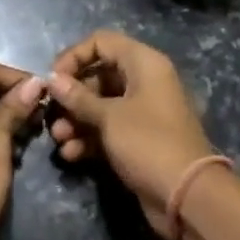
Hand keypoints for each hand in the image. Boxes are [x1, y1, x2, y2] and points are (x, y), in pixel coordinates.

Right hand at [47, 30, 217, 236]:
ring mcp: (142, 112)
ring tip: (59, 139)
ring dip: (76, 120)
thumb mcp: (109, 117)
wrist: (188, 197)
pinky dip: (88, 138)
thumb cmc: (148, 143)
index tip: (53, 79)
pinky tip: (71, 154)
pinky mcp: (138, 139)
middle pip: (98, 75)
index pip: (102, 42)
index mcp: (143, 63)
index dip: (74, 56)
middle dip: (72, 96)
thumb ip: (78, 97)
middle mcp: (144, 81)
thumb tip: (52, 79)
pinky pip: (107, 129)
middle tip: (51, 114)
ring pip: (100, 105)